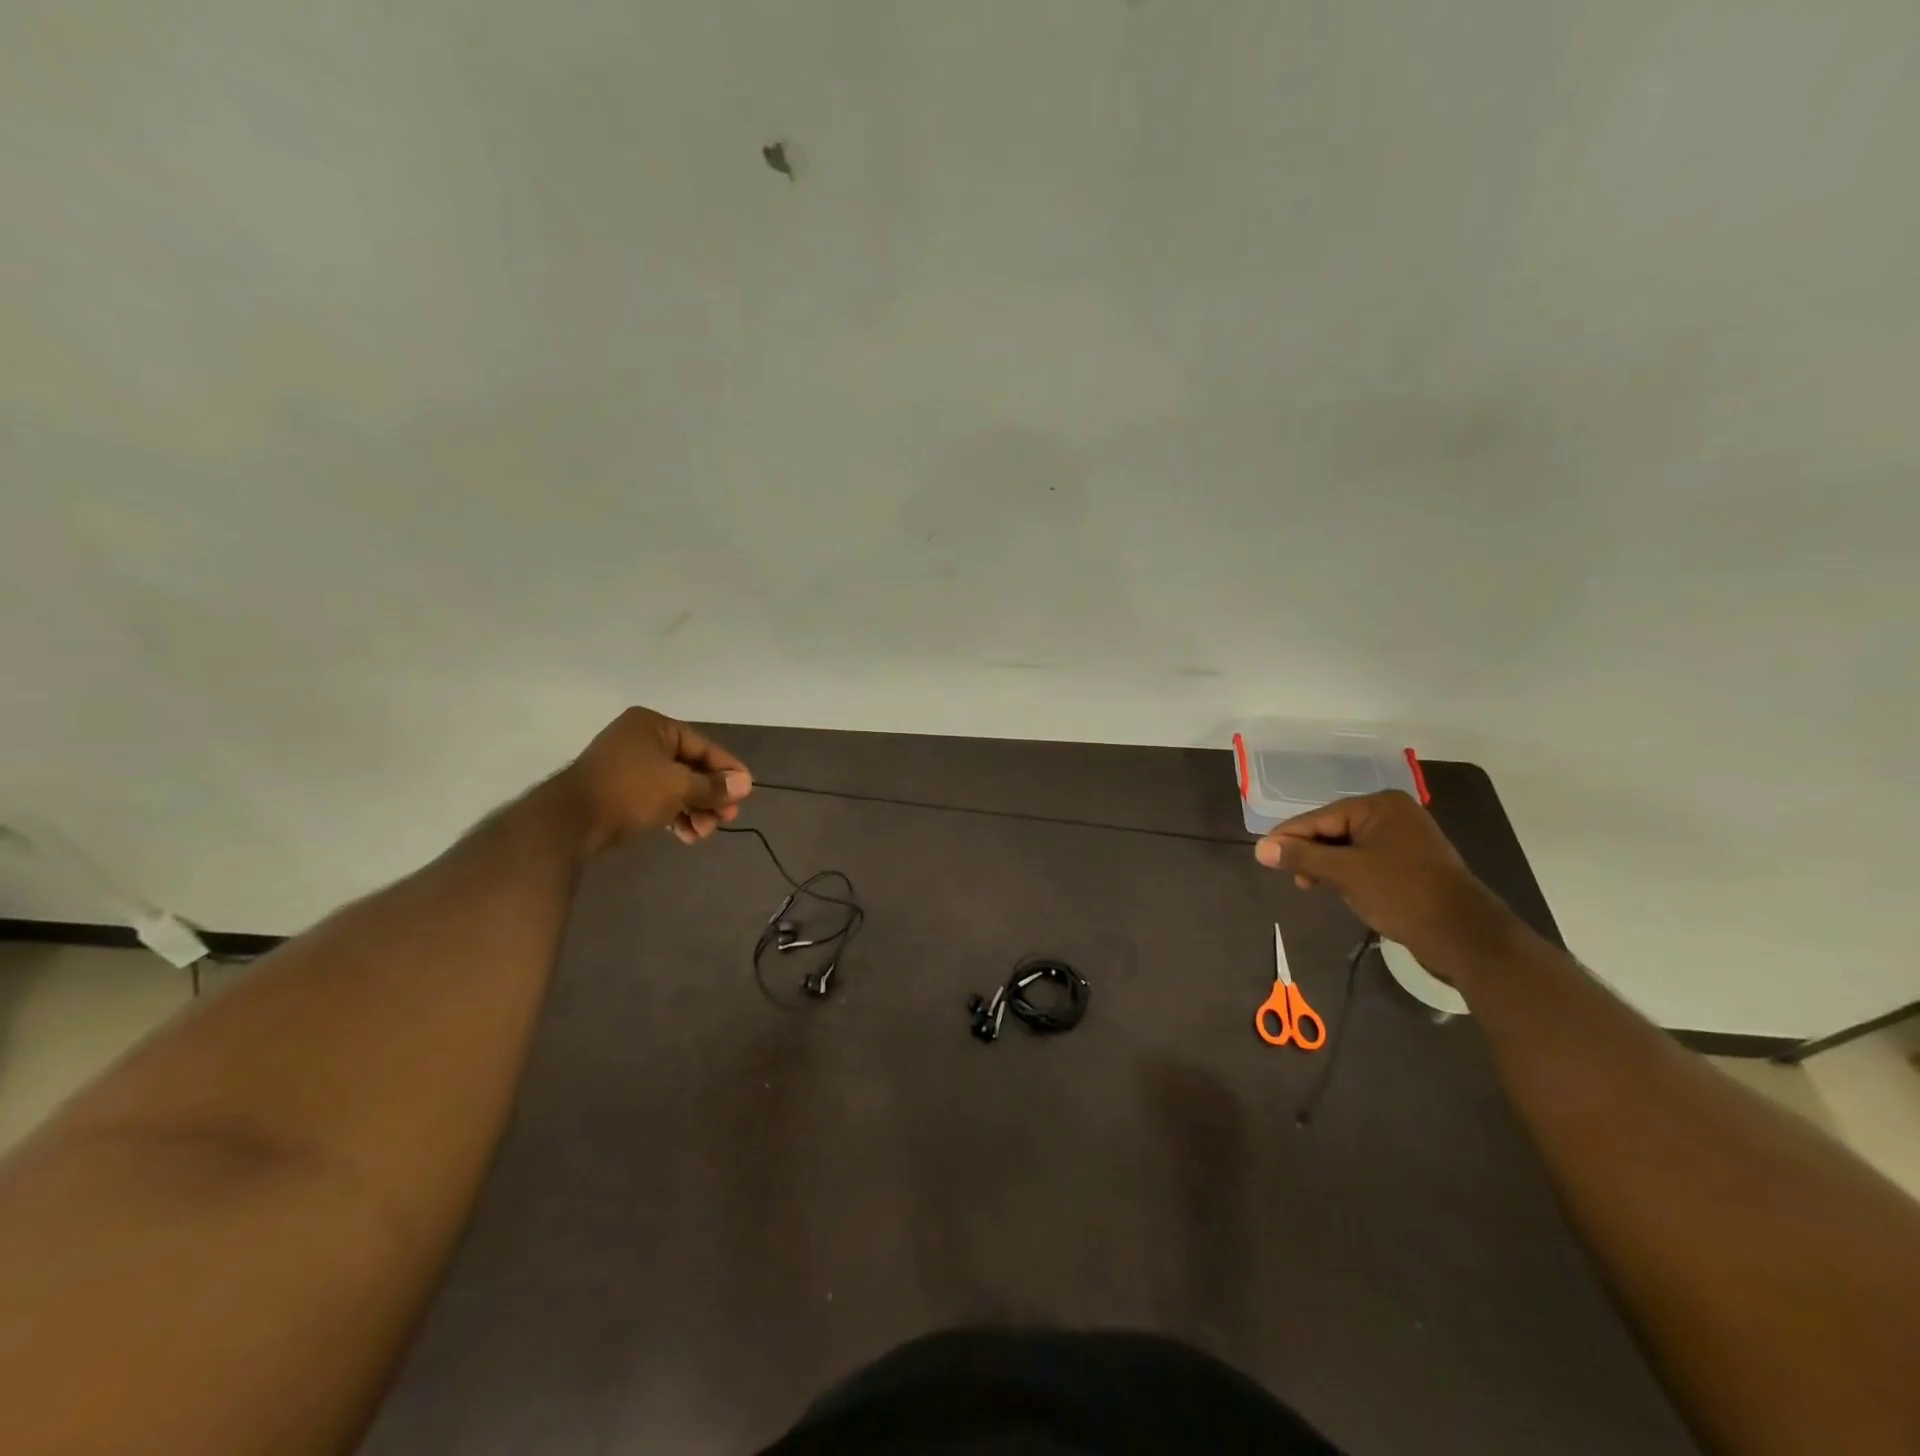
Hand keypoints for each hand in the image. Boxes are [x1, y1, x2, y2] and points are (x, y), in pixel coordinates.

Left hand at [564, 708, 752, 853]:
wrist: (568, 823)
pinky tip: (686, 836)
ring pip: (675, 787)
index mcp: (654, 726)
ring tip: (704, 833)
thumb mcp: (679, 787)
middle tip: (727, 819)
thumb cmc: (629, 792)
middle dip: (710, 796)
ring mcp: (627, 766)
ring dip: (695, 810)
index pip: (703, 746)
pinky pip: (657, 799)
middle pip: (690, 768)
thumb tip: (745, 784)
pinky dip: (674, 815)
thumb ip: (714, 786)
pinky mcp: (619, 791)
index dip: (727, 770)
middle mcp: (641, 740)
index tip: (746, 792)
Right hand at [1254, 790, 1519, 979]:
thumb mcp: (1345, 873)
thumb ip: (1301, 856)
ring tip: (1312, 886)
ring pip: (1348, 847)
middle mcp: (1393, 814)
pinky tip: (1340, 889)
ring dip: (1327, 866)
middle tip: (1294, 878)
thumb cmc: (1402, 894)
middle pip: (1332, 829)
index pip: (1319, 818)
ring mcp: (1404, 838)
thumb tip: (1260, 848)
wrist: (1466, 936)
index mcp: (1379, 805)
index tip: (1263, 856)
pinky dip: (1348, 873)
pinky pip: (1366, 860)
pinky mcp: (1411, 863)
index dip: (1288, 837)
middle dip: (1310, 853)